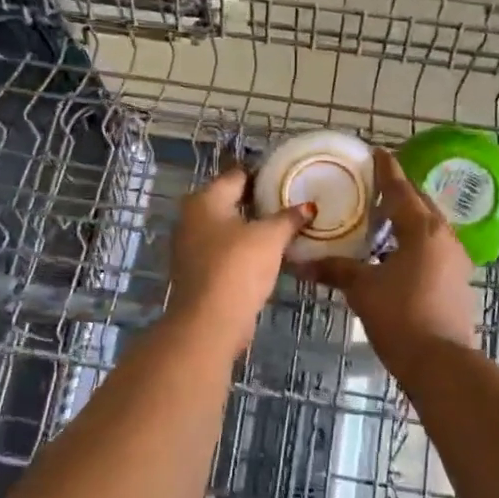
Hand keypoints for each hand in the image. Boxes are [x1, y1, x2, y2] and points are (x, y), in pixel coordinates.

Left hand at [167, 167, 311, 348]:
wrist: (209, 322)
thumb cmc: (238, 267)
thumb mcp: (270, 238)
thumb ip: (289, 218)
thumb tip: (308, 206)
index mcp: (205, 199)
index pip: (237, 175)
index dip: (262, 175)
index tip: (287, 178)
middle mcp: (191, 217)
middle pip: (230, 201)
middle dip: (257, 202)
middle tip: (289, 203)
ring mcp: (190, 246)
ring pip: (226, 227)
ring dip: (250, 228)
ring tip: (283, 228)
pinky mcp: (197, 271)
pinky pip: (224, 250)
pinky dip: (242, 249)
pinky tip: (266, 254)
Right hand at [302, 149, 477, 361]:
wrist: (442, 364)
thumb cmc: (401, 316)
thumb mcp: (363, 289)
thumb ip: (335, 270)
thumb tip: (301, 264)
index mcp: (423, 229)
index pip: (401, 189)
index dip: (386, 170)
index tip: (376, 152)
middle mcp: (443, 236)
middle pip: (420, 203)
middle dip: (399, 191)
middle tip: (374, 183)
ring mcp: (454, 259)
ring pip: (428, 226)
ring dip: (407, 217)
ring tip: (381, 215)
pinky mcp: (456, 280)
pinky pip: (432, 246)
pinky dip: (413, 240)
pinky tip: (394, 250)